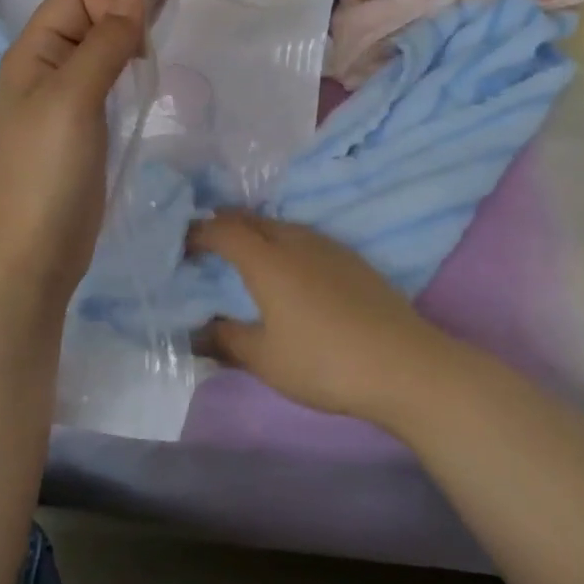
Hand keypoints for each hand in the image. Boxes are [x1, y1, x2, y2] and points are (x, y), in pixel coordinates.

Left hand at [0, 0, 184, 301]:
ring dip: (133, 29)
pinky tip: (150, 65)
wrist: (29, 254)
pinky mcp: (85, 128)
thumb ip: (104, 45)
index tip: (143, 38)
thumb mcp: (72, 100)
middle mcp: (48, 68)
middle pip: (91, 14)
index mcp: (34, 52)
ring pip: (104, 47)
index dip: (113, 1)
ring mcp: (67, 100)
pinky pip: (110, 80)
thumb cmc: (44, 173)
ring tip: (171, 16)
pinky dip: (132, 64)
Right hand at [190, 211, 457, 427]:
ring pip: (282, 226)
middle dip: (225, 225)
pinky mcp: (353, 259)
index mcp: (268, 260)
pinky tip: (290, 270)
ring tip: (244, 254)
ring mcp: (329, 246)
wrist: (402, 363)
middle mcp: (296, 241)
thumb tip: (198, 332)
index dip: (198, 232)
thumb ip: (226, 340)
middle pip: (253, 219)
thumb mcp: (265, 359)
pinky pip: (306, 238)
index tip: (181, 243)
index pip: (224, 230)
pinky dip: (284, 244)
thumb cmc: (323, 361)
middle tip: (206, 243)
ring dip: (257, 232)